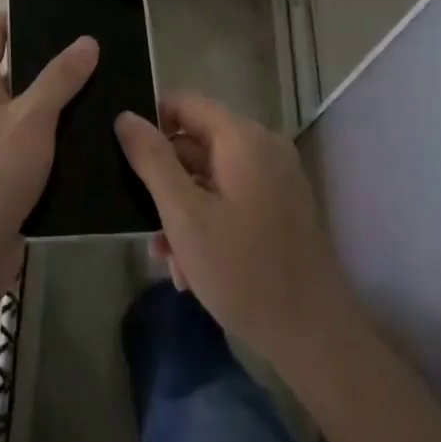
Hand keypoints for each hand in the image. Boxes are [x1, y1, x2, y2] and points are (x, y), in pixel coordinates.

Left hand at [0, 14, 96, 288]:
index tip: (60, 15)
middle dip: (50, 61)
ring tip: (102, 91)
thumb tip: (87, 41)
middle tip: (94, 54)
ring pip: (26, 107)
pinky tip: (89, 137)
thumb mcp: (32, 118)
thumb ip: (60, 78)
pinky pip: (30, 141)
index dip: (20, 17)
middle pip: (14, 68)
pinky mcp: (1, 169)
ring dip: (56, 101)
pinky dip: (53, 135)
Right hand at [115, 92, 349, 361]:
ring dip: (182, 212)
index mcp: (242, 138)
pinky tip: (191, 268)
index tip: (126, 159)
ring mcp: (275, 178)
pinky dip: (207, 222)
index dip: (150, 123)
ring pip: (209, 177)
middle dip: (164, 183)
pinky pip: (230, 198)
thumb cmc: (243, 271)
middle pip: (194, 143)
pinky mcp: (280, 208)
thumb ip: (152, 160)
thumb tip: (125, 116)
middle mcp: (262, 147)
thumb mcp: (184, 214)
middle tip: (143, 224)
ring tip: (167, 259)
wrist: (315, 338)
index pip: (183, 103)